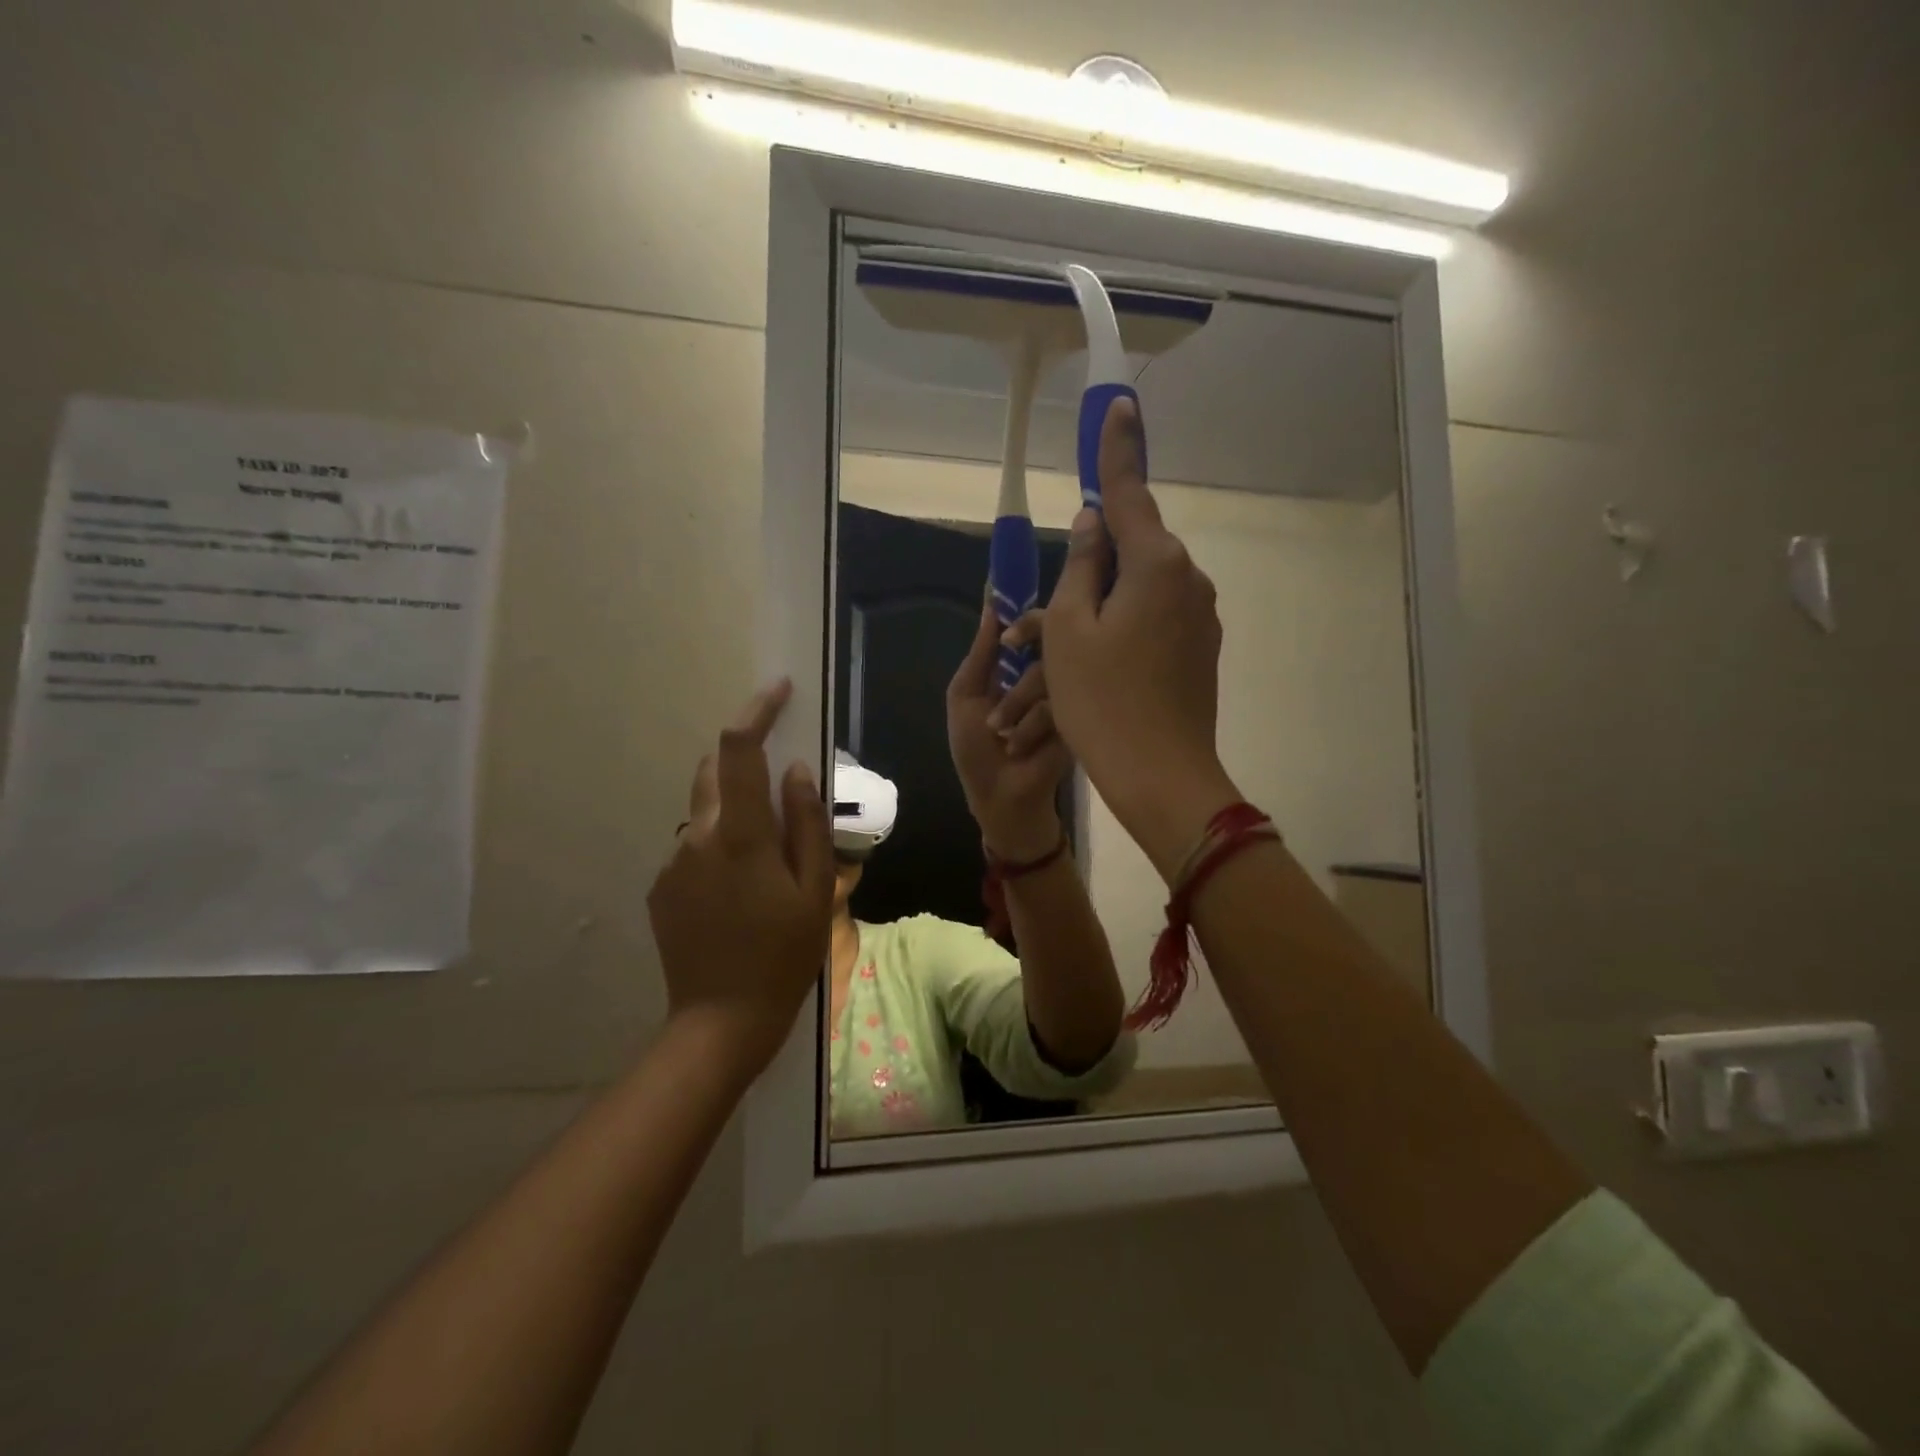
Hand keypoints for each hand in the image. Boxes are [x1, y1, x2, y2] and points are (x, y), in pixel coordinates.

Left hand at [647, 680, 834, 1074]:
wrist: (721, 1021)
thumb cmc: (783, 955)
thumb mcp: (816, 891)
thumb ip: (807, 824)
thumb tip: (797, 770)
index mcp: (741, 835)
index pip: (740, 750)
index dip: (757, 711)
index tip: (779, 690)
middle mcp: (697, 837)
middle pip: (714, 771)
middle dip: (745, 762)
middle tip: (781, 796)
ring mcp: (673, 862)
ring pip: (705, 811)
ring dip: (734, 811)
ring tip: (765, 862)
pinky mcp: (661, 886)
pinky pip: (694, 846)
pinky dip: (718, 846)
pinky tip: (738, 893)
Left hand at [947, 598, 1070, 860]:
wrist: (1002, 797)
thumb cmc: (976, 749)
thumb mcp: (966, 695)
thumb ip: (981, 652)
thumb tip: (991, 603)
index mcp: (1015, 665)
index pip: (1026, 625)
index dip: (1021, 609)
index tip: (1016, 589)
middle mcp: (1043, 673)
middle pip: (1047, 636)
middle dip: (1026, 644)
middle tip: (1013, 654)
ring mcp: (1065, 694)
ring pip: (1049, 670)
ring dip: (1016, 703)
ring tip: (1000, 732)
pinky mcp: (1080, 716)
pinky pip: (1059, 701)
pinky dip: (1032, 724)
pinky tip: (1019, 746)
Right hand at [1035, 397, 1239, 875]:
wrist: (1159, 775)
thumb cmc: (1101, 700)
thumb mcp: (1069, 630)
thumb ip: (1082, 566)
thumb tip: (1093, 523)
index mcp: (1156, 564)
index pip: (1129, 492)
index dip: (1116, 448)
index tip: (1119, 404)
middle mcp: (1188, 580)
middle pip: (1132, 549)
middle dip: (1090, 565)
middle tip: (1043, 615)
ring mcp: (1200, 617)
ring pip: (1139, 591)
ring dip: (1100, 606)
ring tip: (1059, 655)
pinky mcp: (1200, 650)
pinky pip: (1153, 620)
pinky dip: (1122, 629)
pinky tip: (1096, 668)